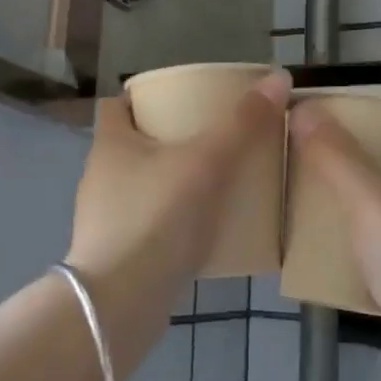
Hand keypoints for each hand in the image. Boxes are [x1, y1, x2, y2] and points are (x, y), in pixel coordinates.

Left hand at [66, 71, 291, 322]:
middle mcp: (101, 176)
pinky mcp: (120, 254)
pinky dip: (175, 219)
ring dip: (174, 180)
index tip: (181, 97)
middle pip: (134, 144)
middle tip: (213, 135)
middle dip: (169, 138)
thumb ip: (242, 123)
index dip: (143, 96)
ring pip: (143, 185)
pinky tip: (207, 228)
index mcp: (111, 144)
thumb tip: (279, 77)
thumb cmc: (157, 218)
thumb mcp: (206, 162)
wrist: (121, 303)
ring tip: (217, 180)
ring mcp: (106, 218)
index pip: (117, 104)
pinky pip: (151, 223)